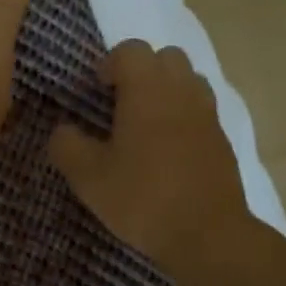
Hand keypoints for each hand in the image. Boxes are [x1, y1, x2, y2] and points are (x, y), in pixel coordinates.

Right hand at [48, 39, 254, 284]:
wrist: (208, 235)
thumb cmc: (143, 198)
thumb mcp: (88, 177)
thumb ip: (67, 145)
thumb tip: (63, 129)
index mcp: (147, 90)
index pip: (130, 50)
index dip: (109, 64)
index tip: (96, 90)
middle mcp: (181, 91)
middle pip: (165, 57)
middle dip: (141, 71)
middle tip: (120, 103)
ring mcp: (207, 114)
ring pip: (187, 80)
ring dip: (165, 91)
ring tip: (145, 124)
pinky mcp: (222, 139)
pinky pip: (200, 110)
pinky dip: (183, 116)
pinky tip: (167, 150)